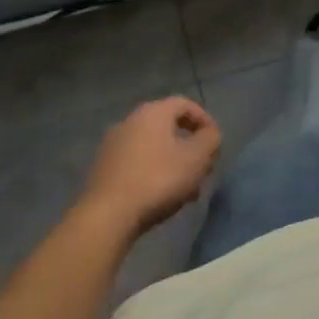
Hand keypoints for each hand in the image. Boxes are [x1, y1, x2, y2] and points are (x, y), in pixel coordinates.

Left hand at [78, 96, 221, 238]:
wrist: (108, 214)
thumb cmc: (158, 179)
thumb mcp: (196, 158)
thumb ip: (210, 140)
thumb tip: (210, 133)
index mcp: (153, 112)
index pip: (184, 104)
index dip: (204, 120)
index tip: (215, 142)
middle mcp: (130, 121)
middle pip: (168, 127)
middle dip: (189, 146)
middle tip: (202, 168)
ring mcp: (113, 144)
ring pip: (153, 147)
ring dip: (172, 163)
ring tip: (185, 190)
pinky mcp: (103, 168)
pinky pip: (136, 163)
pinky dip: (153, 172)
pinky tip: (160, 196)